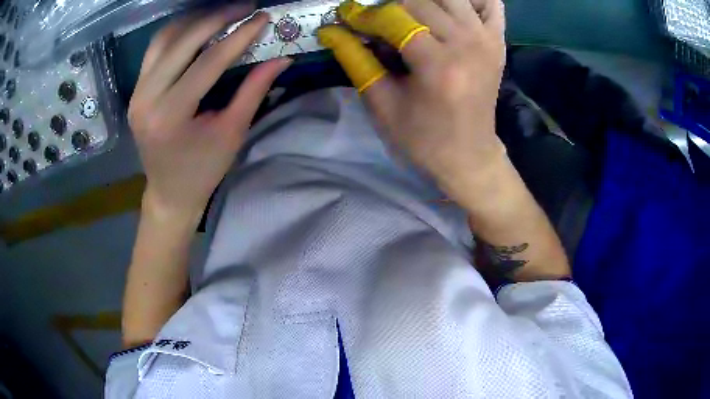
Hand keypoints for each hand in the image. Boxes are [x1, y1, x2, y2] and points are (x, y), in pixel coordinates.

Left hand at [129, 7, 290, 217]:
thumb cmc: (202, 170)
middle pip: (182, 42)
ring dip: (195, 20)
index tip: (263, 17)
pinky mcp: (136, 90)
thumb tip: (282, 58)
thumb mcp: (231, 133)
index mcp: (170, 116)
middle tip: (245, 6)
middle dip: (217, 18)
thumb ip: (253, 91)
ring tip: (223, 12)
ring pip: (164, 39)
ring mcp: (137, 92)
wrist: (169, 192)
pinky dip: (177, 32)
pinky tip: (197, 26)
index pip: (208, 63)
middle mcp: (146, 99)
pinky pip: (155, 50)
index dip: (239, 37)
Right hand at [318, 0, 505, 205]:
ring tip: (406, 14)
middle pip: (421, 1)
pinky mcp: (497, 42)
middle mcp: (467, 43)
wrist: (469, 156)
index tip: (346, 17)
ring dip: (422, 0)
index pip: (394, 18)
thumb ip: (356, 61)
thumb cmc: (423, 138)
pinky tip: (449, 8)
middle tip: (375, 20)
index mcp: (438, 65)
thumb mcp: (382, 104)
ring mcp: (487, 40)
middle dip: (390, 6)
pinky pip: (489, 3)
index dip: (364, 15)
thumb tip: (331, 31)